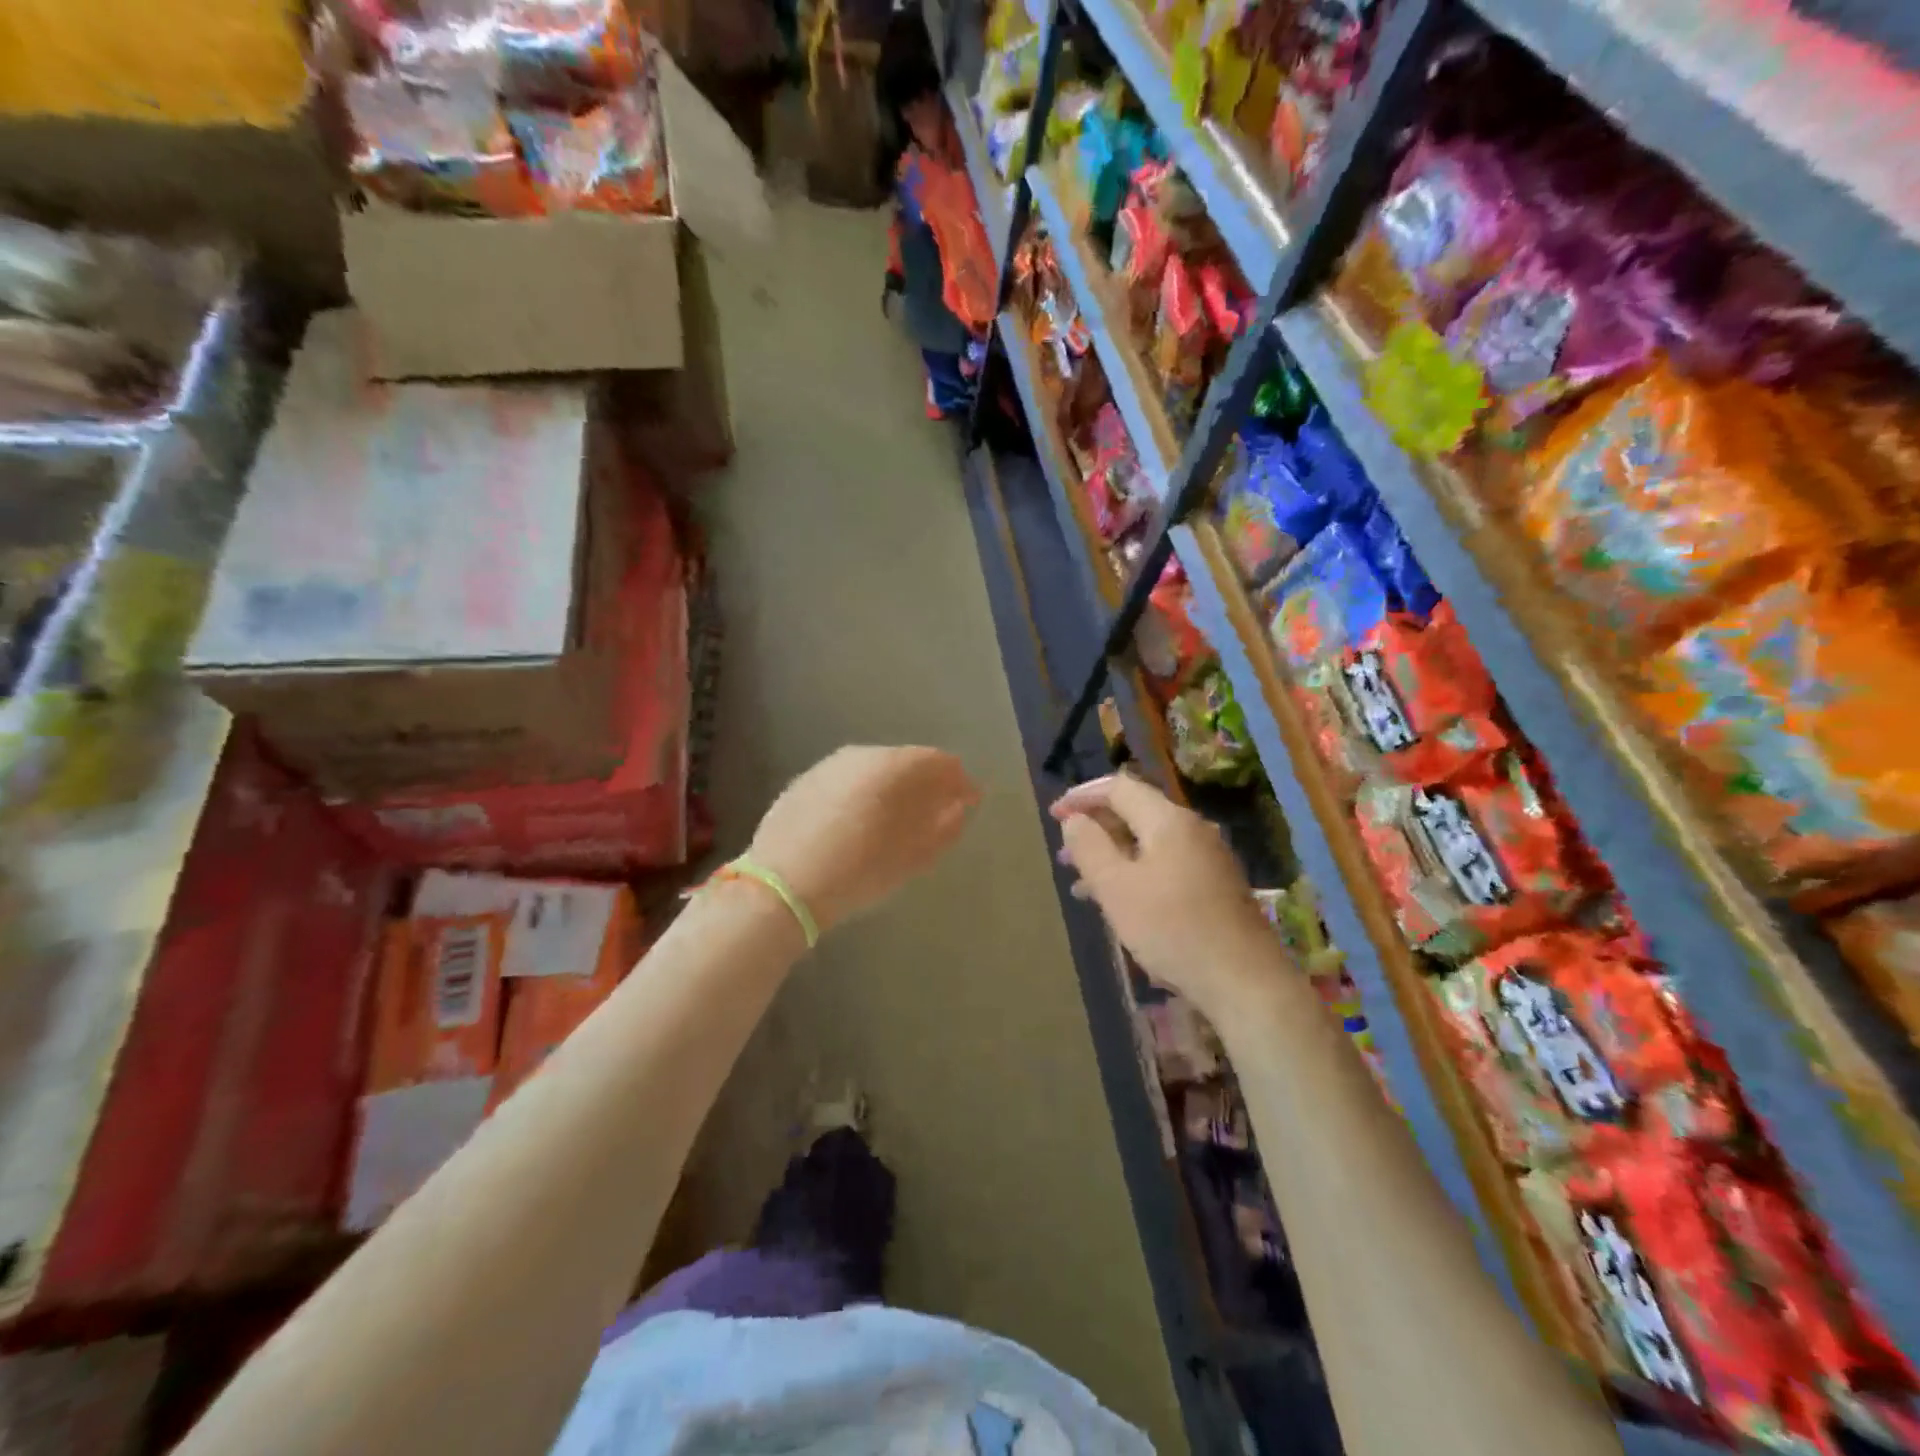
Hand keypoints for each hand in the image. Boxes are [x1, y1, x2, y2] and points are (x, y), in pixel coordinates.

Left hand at [750, 746, 979, 934]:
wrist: (782, 886)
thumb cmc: (858, 871)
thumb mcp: (912, 856)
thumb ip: (944, 826)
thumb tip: (959, 806)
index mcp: (891, 765)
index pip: (939, 762)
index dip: (960, 781)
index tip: (971, 802)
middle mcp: (860, 754)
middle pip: (906, 761)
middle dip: (926, 784)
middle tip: (938, 812)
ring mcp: (828, 766)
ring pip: (874, 770)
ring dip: (894, 789)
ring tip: (900, 820)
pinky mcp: (804, 783)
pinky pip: (848, 781)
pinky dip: (864, 794)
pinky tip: (862, 822)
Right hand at [1051, 774, 1284, 1017]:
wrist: (1244, 981)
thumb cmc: (1172, 929)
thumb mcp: (1116, 887)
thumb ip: (1089, 847)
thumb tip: (1075, 820)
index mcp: (1168, 820)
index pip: (1118, 787)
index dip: (1082, 796)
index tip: (1054, 816)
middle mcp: (1192, 829)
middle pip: (1135, 812)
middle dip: (1095, 829)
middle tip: (1064, 854)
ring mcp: (1208, 858)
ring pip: (1148, 843)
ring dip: (1112, 856)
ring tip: (1081, 885)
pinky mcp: (1215, 886)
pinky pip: (1165, 865)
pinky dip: (1135, 873)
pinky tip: (1120, 904)